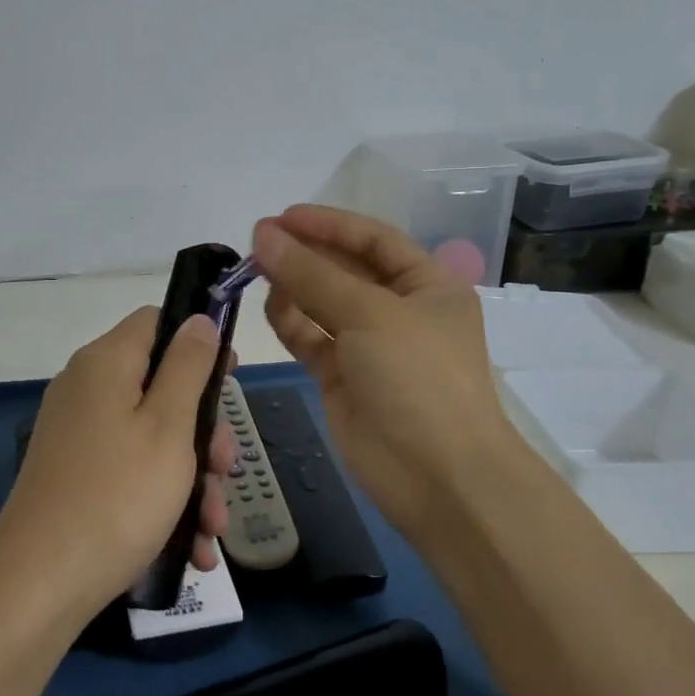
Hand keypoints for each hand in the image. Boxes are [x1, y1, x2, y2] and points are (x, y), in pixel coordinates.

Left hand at [0, 307, 233, 622]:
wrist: (39, 585)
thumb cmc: (117, 495)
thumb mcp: (169, 426)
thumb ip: (188, 366)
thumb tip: (198, 319)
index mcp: (106, 363)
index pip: (155, 321)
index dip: (197, 340)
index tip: (229, 378)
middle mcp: (86, 389)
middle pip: (159, 385)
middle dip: (202, 429)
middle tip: (224, 470)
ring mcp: (77, 434)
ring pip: (151, 435)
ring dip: (190, 476)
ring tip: (212, 527)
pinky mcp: (74, 474)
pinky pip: (129, 468)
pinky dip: (161, 498)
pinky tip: (191, 546)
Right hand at [253, 205, 544, 548]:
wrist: (439, 478)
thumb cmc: (418, 379)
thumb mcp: (369, 314)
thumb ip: (312, 274)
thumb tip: (263, 235)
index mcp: (427, 285)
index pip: (373, 239)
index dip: (329, 224)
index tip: (282, 217)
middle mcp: (399, 310)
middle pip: (344, 269)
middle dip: (304, 253)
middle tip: (256, 242)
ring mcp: (370, 346)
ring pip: (322, 303)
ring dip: (293, 286)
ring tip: (255, 273)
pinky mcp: (343, 378)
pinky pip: (311, 338)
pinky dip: (290, 322)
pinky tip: (269, 308)